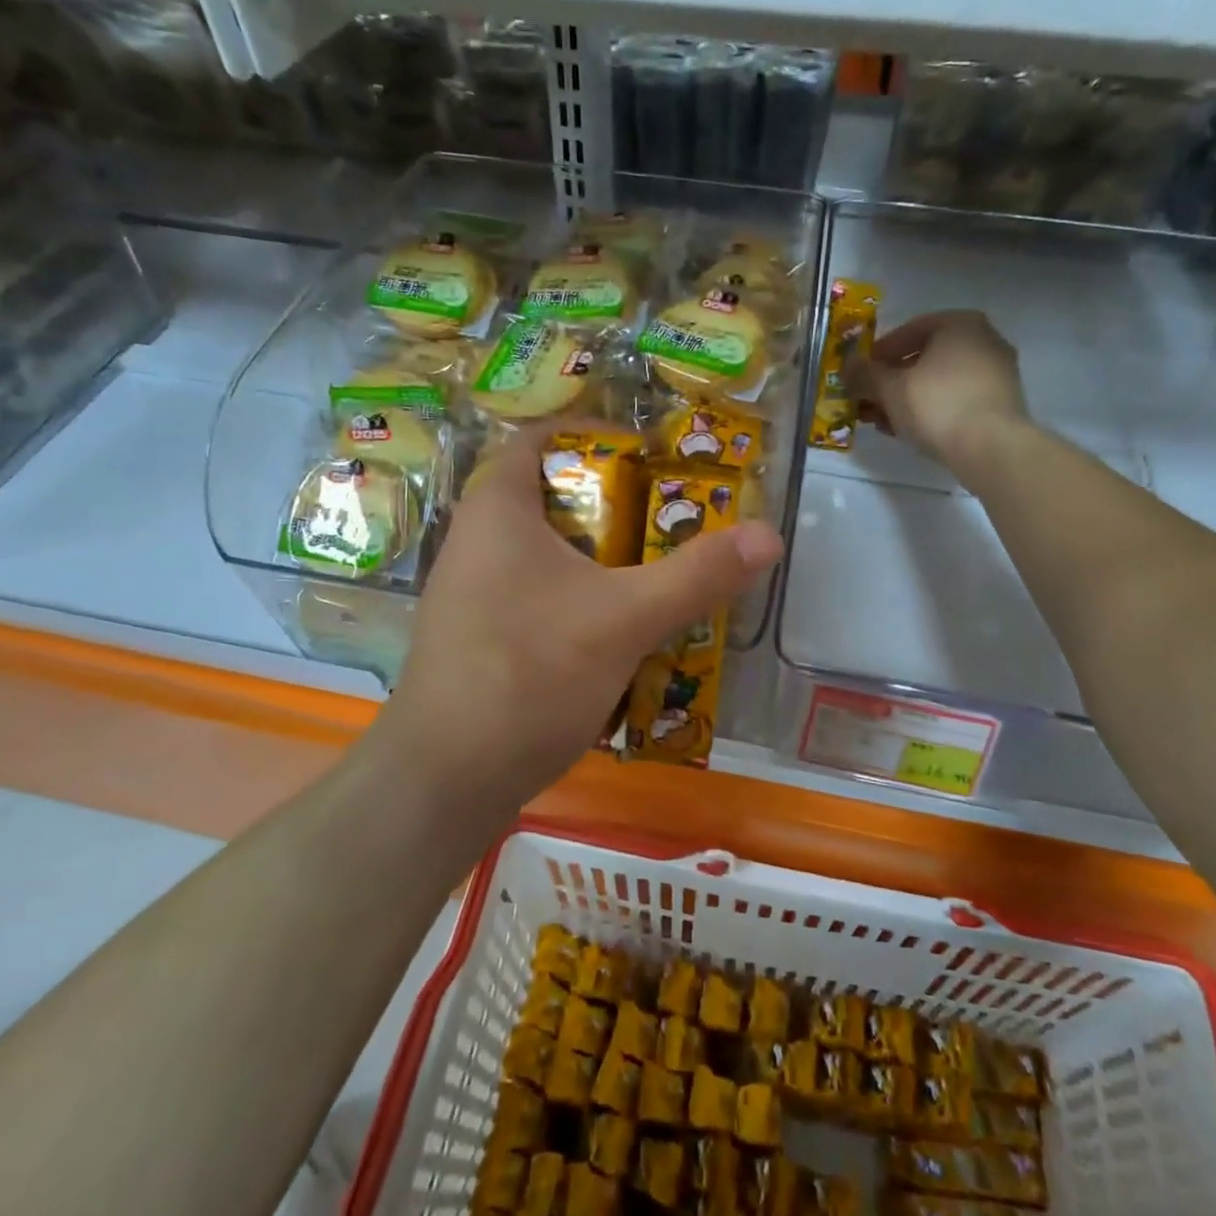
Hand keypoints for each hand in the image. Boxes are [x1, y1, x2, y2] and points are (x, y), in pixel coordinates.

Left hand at [382, 422, 783, 798]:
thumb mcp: (624, 619)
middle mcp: (476, 539)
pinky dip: (580, 598)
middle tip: (676, 513)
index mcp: (498, 508)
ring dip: (601, 558)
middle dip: (615, 504)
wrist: (445, 780)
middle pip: (554, 498)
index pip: (542, 439)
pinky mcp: (479, 637)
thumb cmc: (529, 672)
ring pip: (548, 554)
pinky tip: (621, 627)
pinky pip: (538, 596)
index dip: (596, 436)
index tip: (652, 452)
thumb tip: (770, 536)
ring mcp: (473, 593)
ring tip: (660, 567)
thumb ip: (697, 575)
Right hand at [848, 309, 1027, 464]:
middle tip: (866, 401)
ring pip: (937, 382)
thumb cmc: (937, 405)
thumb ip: (864, 374)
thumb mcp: (889, 388)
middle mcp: (983, 340)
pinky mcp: (999, 403)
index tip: (859, 375)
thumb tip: (847, 365)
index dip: (877, 355)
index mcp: (959, 324)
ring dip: (905, 399)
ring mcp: (995, 372)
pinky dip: (929, 409)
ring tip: (880, 421)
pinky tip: (907, 430)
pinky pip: (955, 399)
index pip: (907, 332)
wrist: (991, 448)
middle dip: (890, 381)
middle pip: (922, 358)